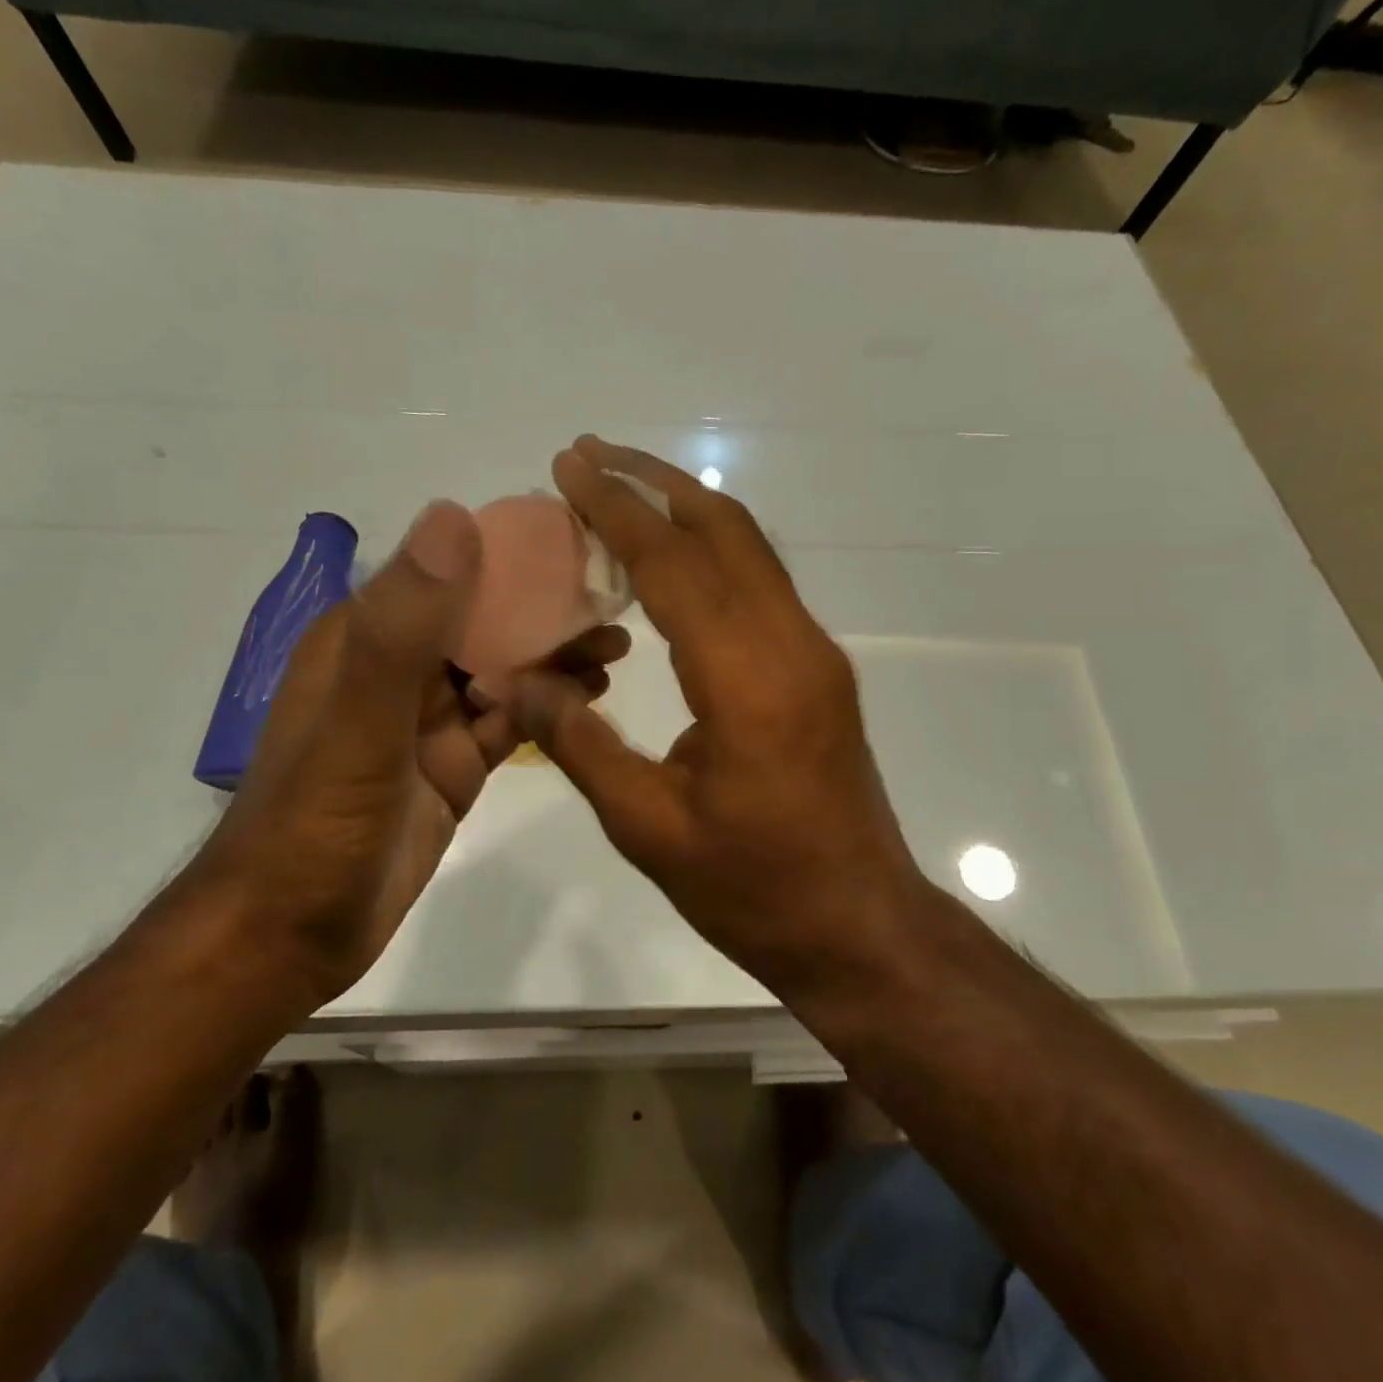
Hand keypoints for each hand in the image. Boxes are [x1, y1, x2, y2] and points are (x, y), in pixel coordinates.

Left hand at [190, 500, 626, 1002]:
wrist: (287, 936)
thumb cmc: (316, 826)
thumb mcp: (359, 725)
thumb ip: (402, 629)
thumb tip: (454, 516)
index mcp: (366, 637)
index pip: (450, 569)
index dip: (514, 553)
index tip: (581, 543)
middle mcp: (399, 668)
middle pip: (485, 618)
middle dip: (547, 607)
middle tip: (617, 599)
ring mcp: (428, 720)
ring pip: (503, 669)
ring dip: (555, 655)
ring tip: (617, 644)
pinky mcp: (452, 766)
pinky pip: (508, 720)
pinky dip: (547, 706)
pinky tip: (592, 695)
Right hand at [509, 437, 923, 990]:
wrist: (858, 926)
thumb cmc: (752, 889)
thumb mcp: (647, 829)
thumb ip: (581, 745)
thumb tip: (524, 679)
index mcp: (748, 681)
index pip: (674, 565)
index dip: (617, 509)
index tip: (570, 466)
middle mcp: (792, 645)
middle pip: (725, 530)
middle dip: (655, 482)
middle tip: (592, 455)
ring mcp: (815, 654)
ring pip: (751, 549)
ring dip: (687, 510)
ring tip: (623, 490)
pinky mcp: (819, 670)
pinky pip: (761, 585)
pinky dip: (710, 553)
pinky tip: (667, 564)